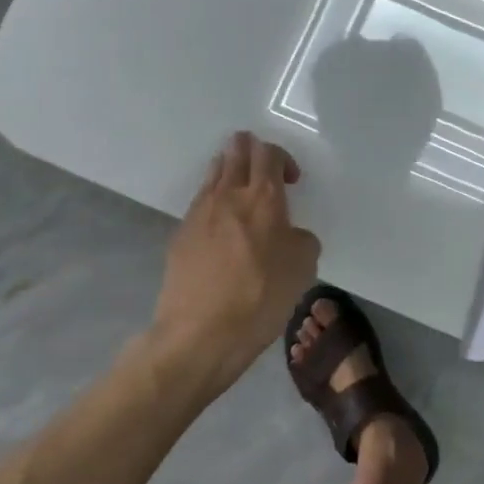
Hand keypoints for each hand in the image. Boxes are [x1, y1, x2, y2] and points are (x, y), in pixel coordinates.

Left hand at [151, 133, 321, 396]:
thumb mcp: (303, 268)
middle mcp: (228, 195)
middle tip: (260, 164)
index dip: (282, 157)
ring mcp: (198, 213)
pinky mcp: (179, 236)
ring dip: (228, 171)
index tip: (291, 180)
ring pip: (213, 173)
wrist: (199, 334)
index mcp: (263, 198)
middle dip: (249, 149)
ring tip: (239, 189)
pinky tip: (220, 225)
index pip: (269, 153)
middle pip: (236, 152)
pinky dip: (213, 202)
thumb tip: (289, 235)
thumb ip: (301, 240)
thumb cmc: (260, 297)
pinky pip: (199, 204)